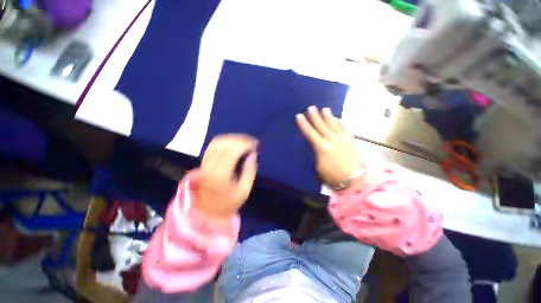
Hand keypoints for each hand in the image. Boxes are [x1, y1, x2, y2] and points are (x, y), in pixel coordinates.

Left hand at [194, 134, 257, 220]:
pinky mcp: (203, 163)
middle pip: (224, 144)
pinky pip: (212, 146)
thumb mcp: (244, 190)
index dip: (244, 145)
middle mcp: (210, 166)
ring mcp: (204, 164)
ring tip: (244, 141)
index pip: (232, 152)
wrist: (207, 212)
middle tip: (251, 141)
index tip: (255, 144)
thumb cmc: (229, 203)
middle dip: (240, 139)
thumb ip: (250, 171)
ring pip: (217, 143)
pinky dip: (224, 141)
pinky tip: (233, 142)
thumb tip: (253, 154)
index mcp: (221, 175)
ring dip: (232, 138)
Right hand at [296, 106, 360, 186]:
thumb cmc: (332, 175)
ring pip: (333, 124)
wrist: (353, 179)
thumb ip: (316, 153)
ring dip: (328, 116)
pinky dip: (340, 122)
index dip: (304, 124)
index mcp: (321, 147)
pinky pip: (345, 128)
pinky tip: (337, 118)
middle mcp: (331, 140)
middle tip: (311, 107)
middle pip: (321, 126)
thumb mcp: (318, 166)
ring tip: (324, 109)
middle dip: (315, 116)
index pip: (310, 133)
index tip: (299, 116)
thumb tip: (314, 144)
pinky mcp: (350, 140)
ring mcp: (342, 139)